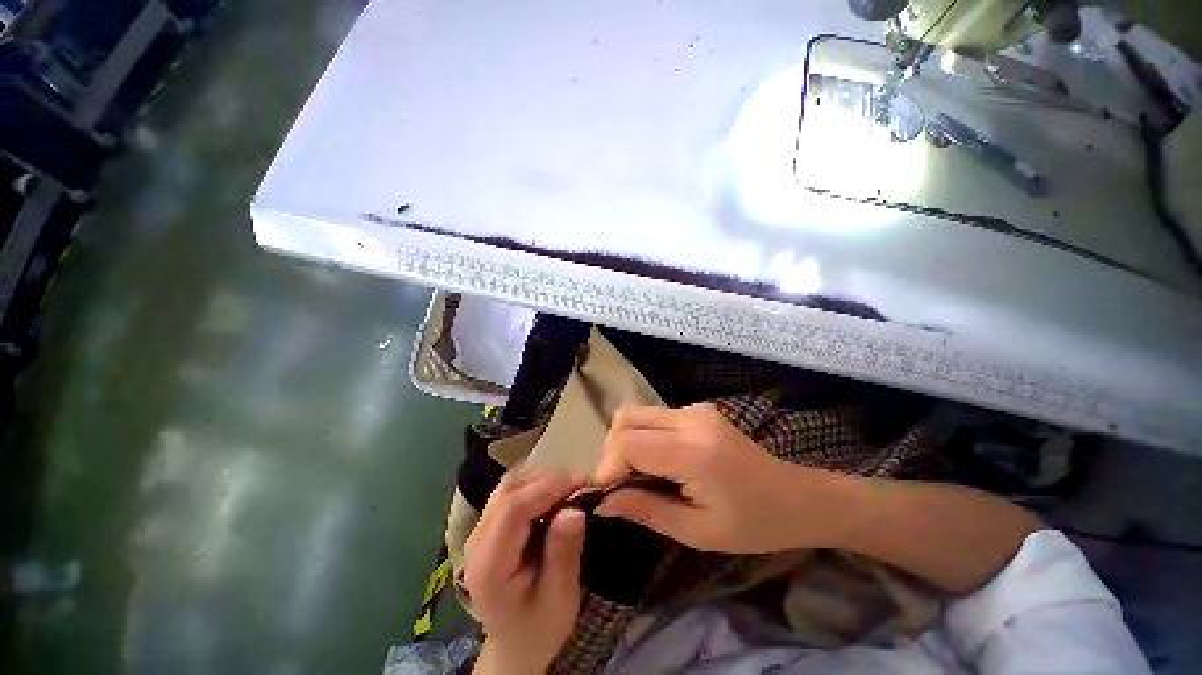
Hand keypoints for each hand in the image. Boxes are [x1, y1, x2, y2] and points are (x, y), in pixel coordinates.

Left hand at [464, 471, 587, 673]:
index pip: (512, 510)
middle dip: (548, 479)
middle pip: (508, 491)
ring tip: (571, 486)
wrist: (515, 642)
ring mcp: (479, 530)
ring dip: (542, 478)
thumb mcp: (560, 599)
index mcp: (489, 566)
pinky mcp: (489, 524)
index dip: (547, 488)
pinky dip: (535, 483)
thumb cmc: (539, 627)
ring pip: (509, 485)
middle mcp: (476, 542)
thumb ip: (563, 554)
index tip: (582, 483)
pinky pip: (511, 490)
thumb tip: (574, 509)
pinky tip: (554, 492)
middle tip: (581, 483)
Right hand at [594, 404, 850, 553]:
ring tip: (638, 476)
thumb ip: (646, 510)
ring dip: (626, 443)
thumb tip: (602, 503)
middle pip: (625, 419)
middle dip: (612, 452)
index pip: (628, 443)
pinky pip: (654, 417)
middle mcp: (690, 419)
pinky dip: (643, 437)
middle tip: (621, 485)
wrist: (798, 497)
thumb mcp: (697, 531)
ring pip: (636, 414)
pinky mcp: (697, 410)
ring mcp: (695, 409)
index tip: (608, 495)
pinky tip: (658, 463)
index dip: (608, 467)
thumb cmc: (754, 525)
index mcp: (693, 451)